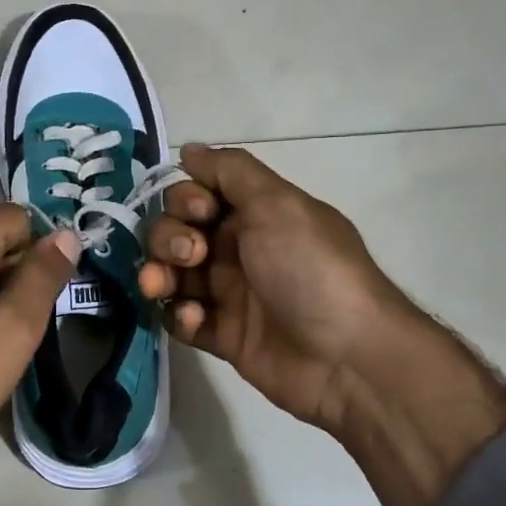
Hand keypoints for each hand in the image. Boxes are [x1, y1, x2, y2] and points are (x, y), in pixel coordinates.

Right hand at [137, 144, 415, 432]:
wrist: (346, 357)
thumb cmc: (311, 269)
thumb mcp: (278, 203)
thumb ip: (231, 171)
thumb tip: (190, 149)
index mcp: (255, 214)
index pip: (198, 194)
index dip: (186, 199)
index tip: (200, 212)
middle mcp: (238, 249)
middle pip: (177, 231)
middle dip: (169, 237)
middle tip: (191, 256)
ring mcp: (229, 294)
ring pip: (172, 274)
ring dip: (159, 274)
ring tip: (161, 287)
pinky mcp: (222, 335)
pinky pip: (182, 318)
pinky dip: (180, 315)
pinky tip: (196, 320)